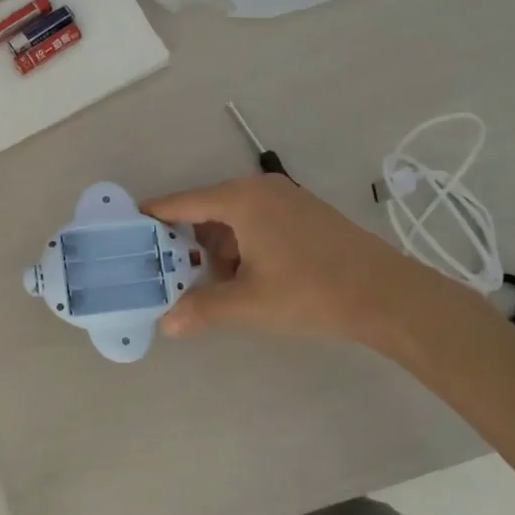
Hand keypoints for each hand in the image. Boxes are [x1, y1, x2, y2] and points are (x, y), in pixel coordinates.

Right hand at [142, 175, 443, 350]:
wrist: (388, 295)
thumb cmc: (311, 291)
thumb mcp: (249, 304)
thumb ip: (202, 309)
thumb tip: (166, 325)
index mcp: (241, 199)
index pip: (181, 203)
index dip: (152, 217)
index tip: (126, 230)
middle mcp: (259, 189)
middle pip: (205, 210)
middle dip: (185, 242)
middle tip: (164, 271)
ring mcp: (285, 199)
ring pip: (232, 219)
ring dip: (215, 249)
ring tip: (206, 285)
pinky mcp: (303, 214)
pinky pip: (255, 223)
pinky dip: (240, 247)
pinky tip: (242, 279)